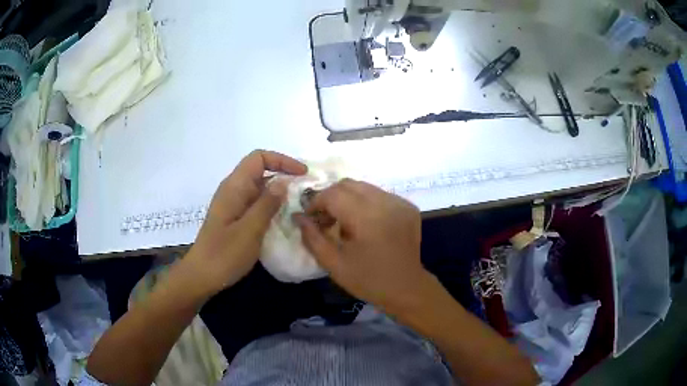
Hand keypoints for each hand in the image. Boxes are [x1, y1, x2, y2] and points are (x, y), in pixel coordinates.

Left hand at [187, 150, 306, 295]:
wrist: (202, 276)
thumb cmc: (224, 254)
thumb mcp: (250, 230)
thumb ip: (267, 204)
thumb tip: (284, 182)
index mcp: (234, 187)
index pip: (259, 158)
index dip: (282, 160)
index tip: (302, 174)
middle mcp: (233, 190)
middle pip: (260, 170)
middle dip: (284, 175)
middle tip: (306, 190)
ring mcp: (233, 204)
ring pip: (259, 188)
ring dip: (279, 192)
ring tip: (300, 204)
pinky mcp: (235, 217)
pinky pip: (256, 203)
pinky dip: (271, 205)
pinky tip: (283, 218)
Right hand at [294, 179, 430, 313]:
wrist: (407, 288)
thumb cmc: (368, 280)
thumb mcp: (333, 264)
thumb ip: (312, 237)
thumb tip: (298, 216)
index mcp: (367, 218)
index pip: (333, 194)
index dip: (316, 202)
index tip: (310, 217)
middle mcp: (386, 203)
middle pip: (348, 184)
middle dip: (330, 197)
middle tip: (325, 219)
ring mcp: (400, 202)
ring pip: (364, 187)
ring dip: (348, 199)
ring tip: (345, 222)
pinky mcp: (408, 206)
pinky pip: (379, 194)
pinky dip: (366, 203)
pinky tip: (365, 223)